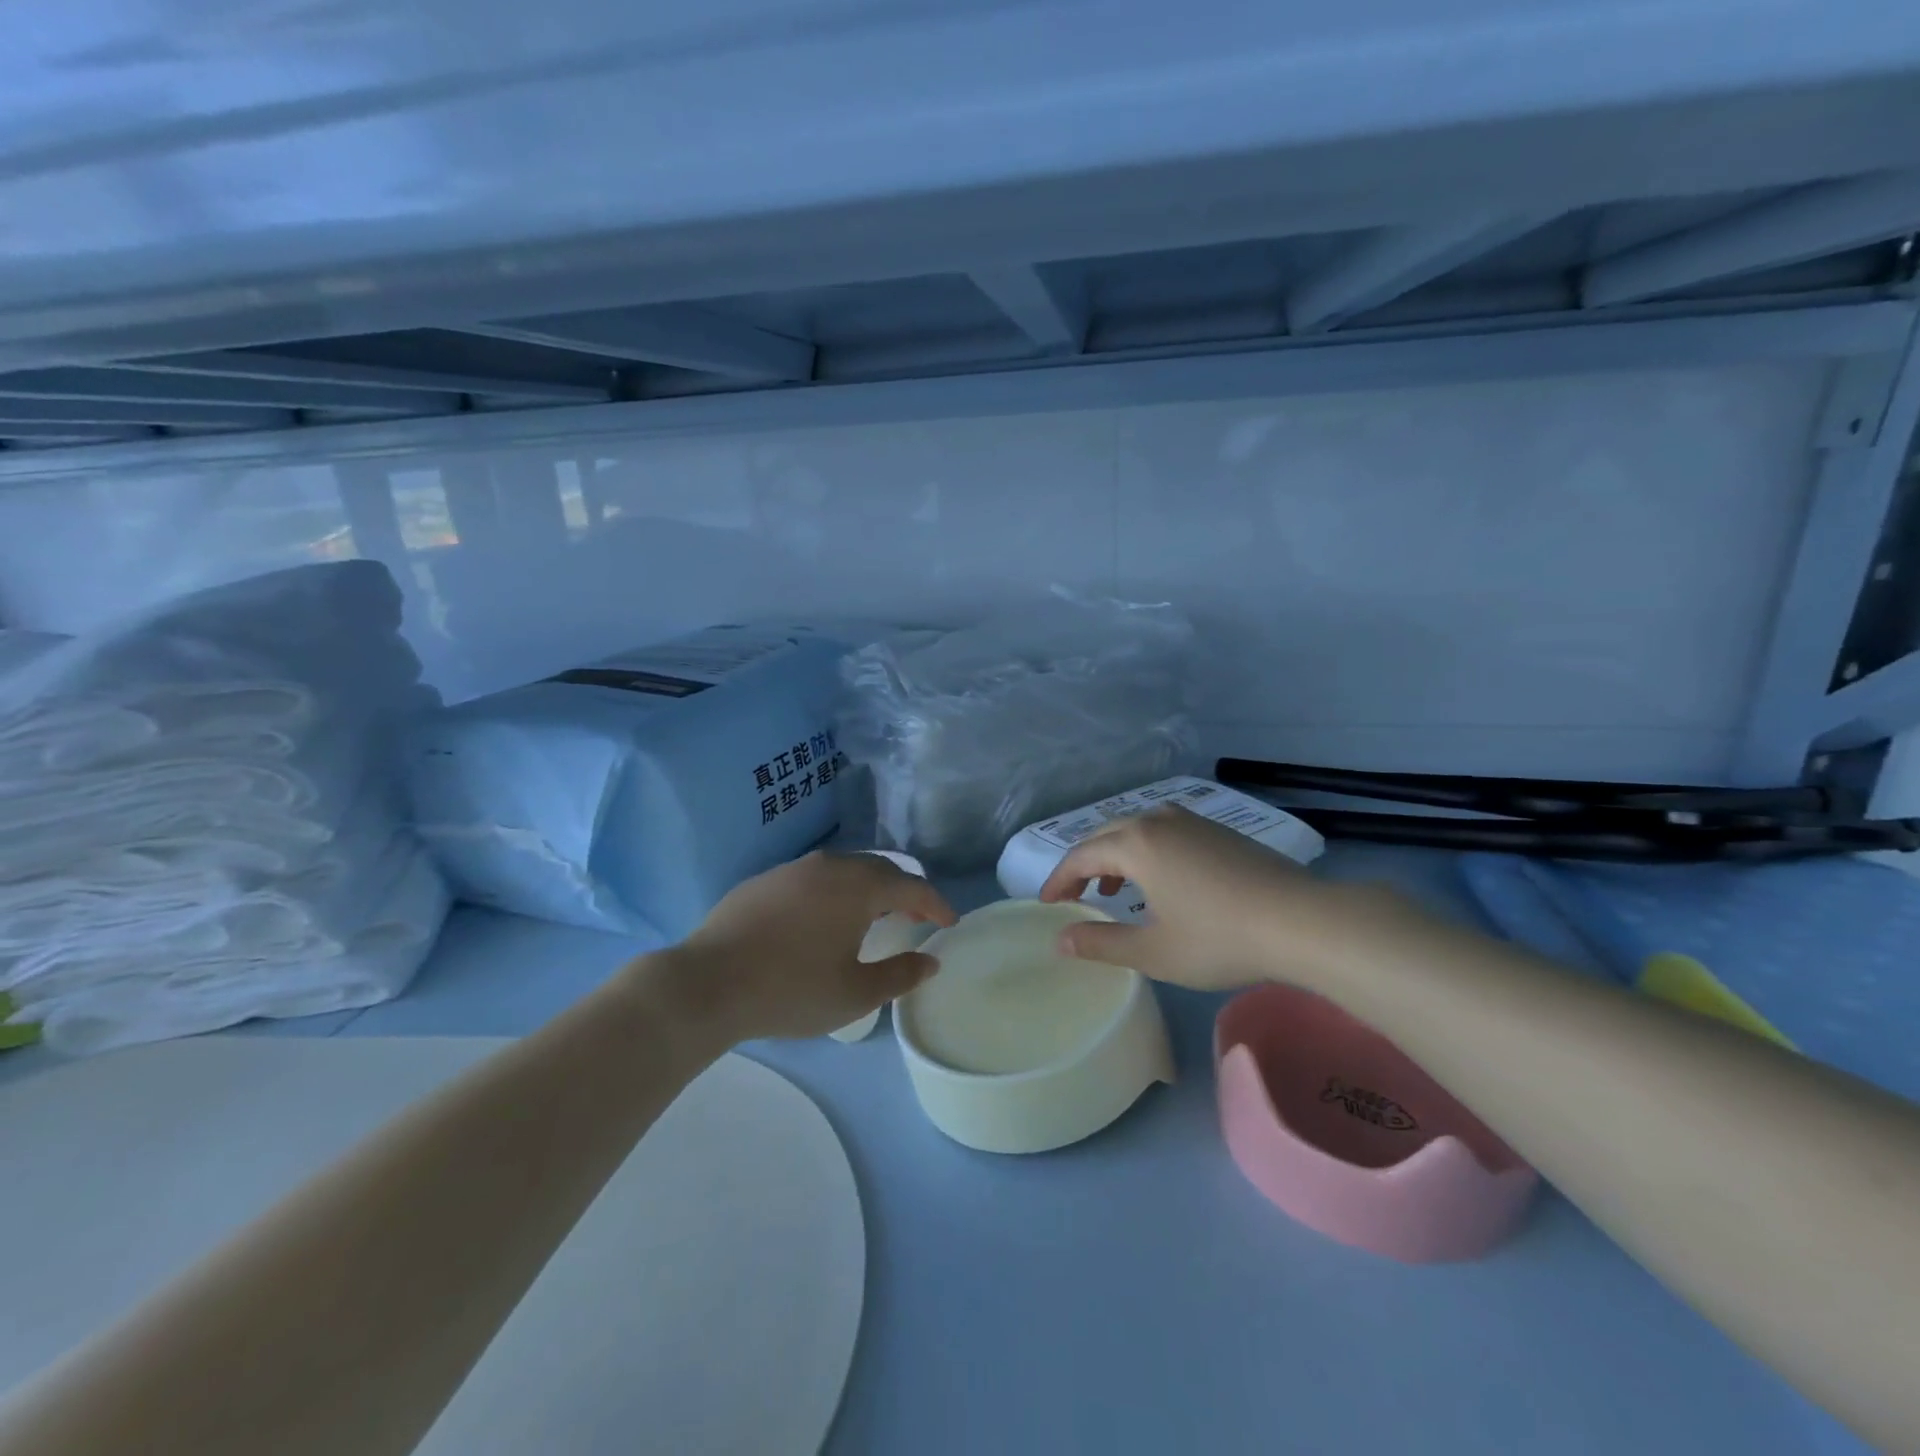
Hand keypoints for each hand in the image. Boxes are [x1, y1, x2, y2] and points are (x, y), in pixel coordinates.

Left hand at [668, 851, 956, 1040]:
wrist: (705, 983)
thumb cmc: (789, 990)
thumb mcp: (853, 994)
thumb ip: (899, 976)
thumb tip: (929, 961)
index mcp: (858, 886)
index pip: (912, 886)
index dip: (936, 904)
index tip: (949, 923)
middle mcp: (830, 865)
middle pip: (880, 869)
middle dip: (904, 892)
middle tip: (914, 919)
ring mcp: (793, 868)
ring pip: (845, 869)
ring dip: (868, 889)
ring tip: (872, 917)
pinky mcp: (764, 880)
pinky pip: (814, 877)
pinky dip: (835, 891)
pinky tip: (823, 919)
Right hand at [1037, 804, 1405, 991]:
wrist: (1302, 921)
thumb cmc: (1219, 938)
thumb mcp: (1153, 951)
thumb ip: (1101, 944)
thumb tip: (1060, 940)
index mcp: (1136, 844)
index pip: (1080, 856)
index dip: (1058, 881)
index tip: (1047, 905)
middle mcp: (1158, 820)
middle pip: (1105, 835)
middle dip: (1084, 865)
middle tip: (1073, 897)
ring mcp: (1192, 821)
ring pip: (1137, 829)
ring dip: (1116, 855)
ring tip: (1114, 889)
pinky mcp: (1218, 830)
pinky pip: (1164, 831)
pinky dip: (1146, 851)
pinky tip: (1161, 880)